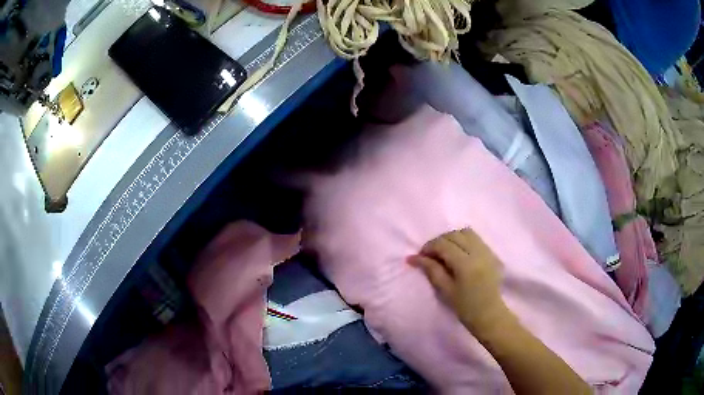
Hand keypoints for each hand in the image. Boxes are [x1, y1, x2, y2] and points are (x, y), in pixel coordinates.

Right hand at [408, 228, 509, 332]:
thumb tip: (414, 257)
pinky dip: (464, 240)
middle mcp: (478, 252)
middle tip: (430, 255)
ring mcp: (487, 251)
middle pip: (455, 235)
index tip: (420, 256)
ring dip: (452, 238)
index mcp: (466, 264)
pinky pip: (476, 238)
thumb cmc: (465, 307)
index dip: (429, 247)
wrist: (489, 314)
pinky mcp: (492, 253)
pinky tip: (459, 253)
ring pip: (466, 232)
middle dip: (439, 241)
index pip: (444, 245)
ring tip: (445, 252)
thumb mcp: (445, 290)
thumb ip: (431, 270)